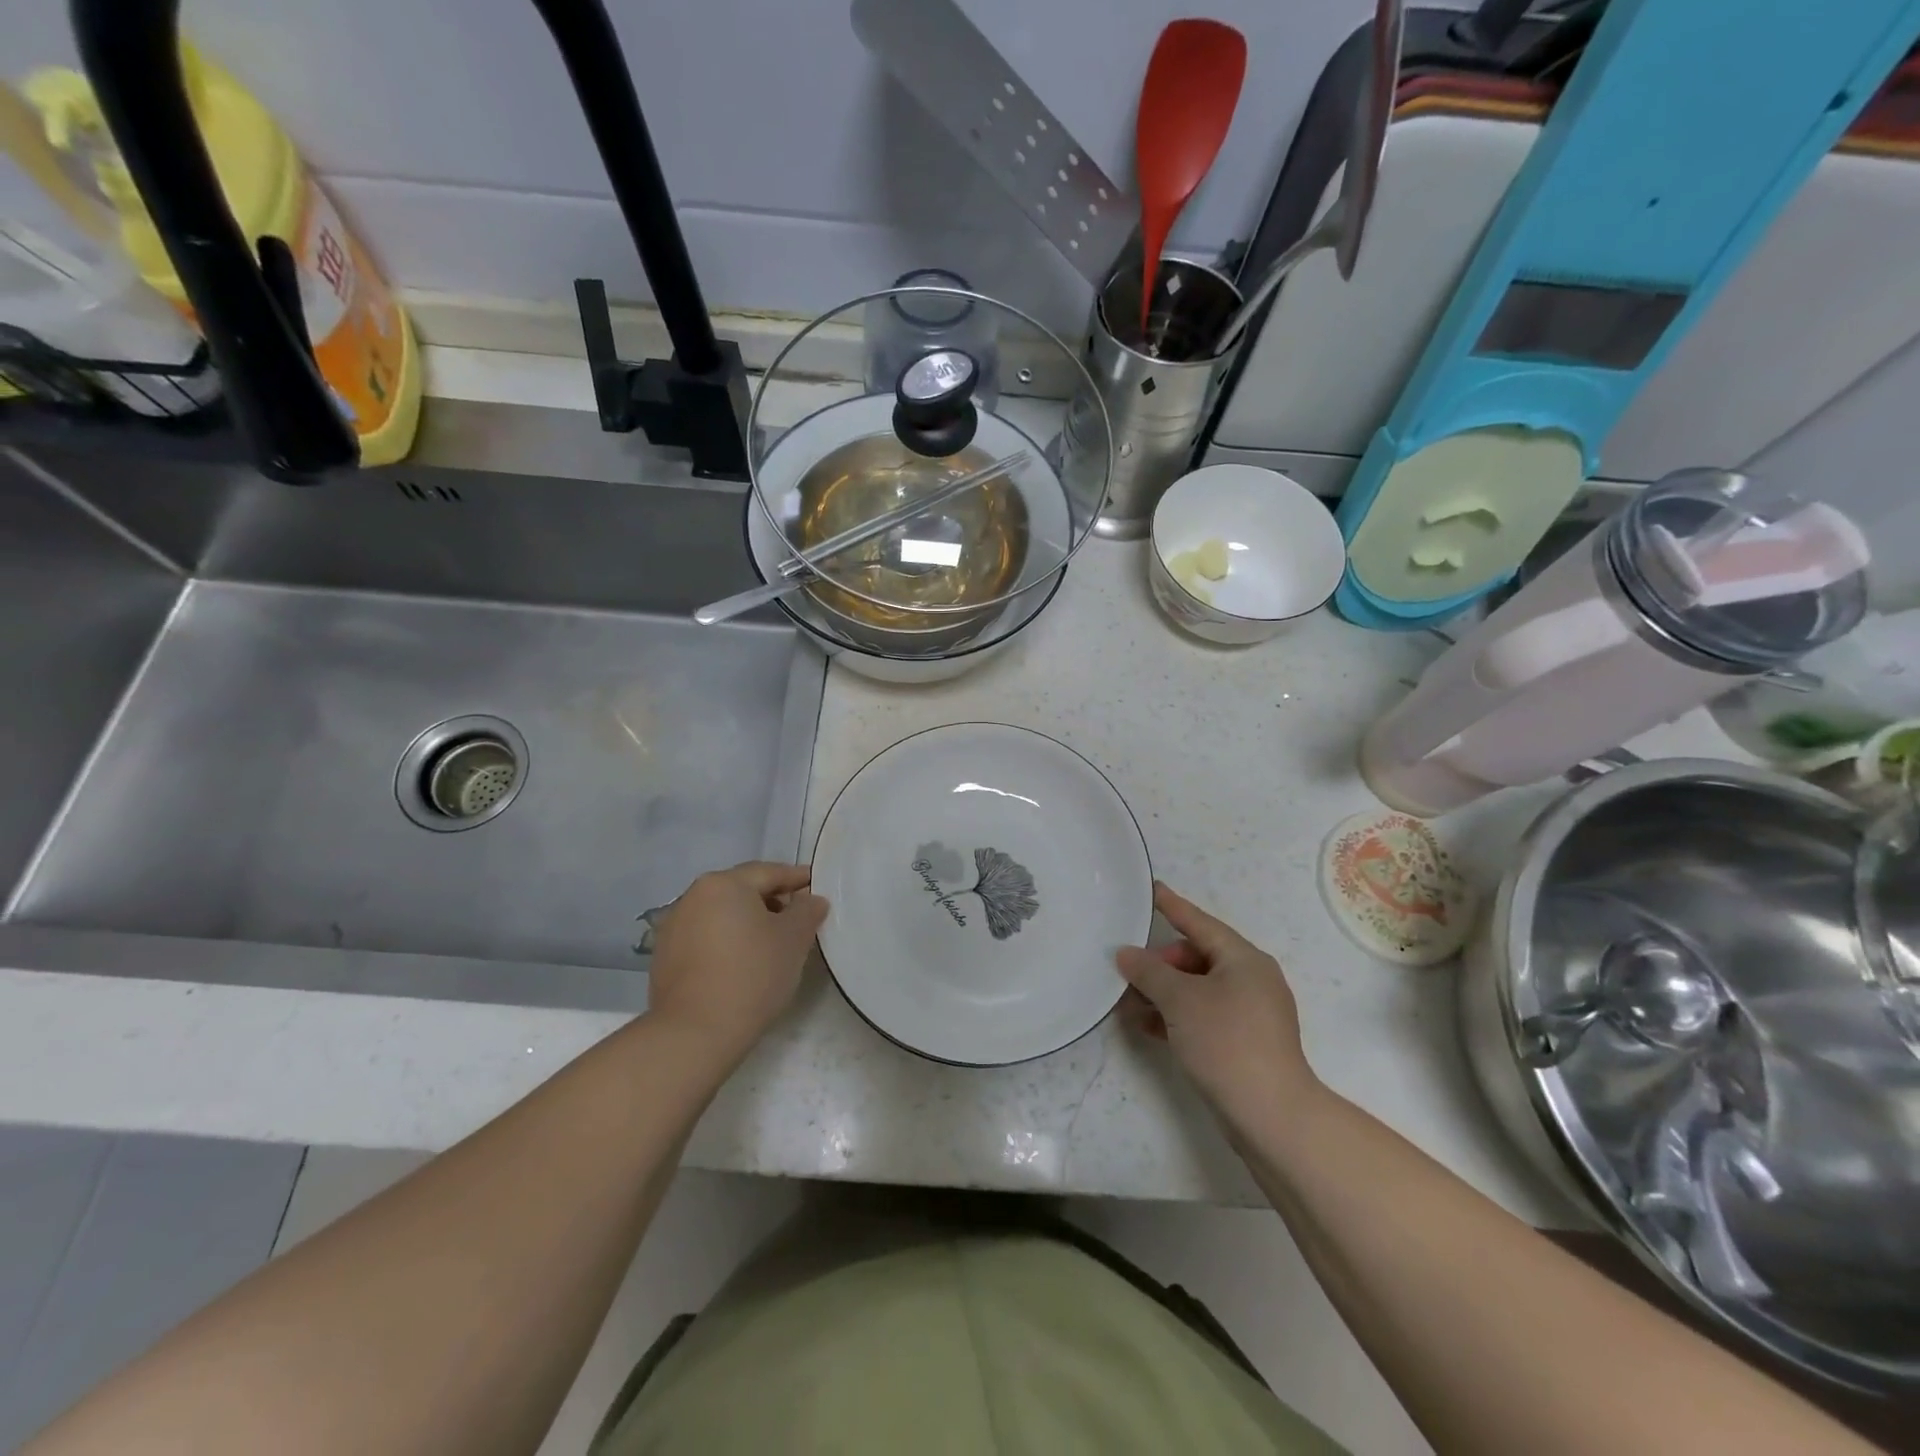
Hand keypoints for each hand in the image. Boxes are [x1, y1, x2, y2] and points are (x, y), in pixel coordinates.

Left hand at [646, 862, 829, 1064]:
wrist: (695, 1033)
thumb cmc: (752, 974)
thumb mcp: (794, 938)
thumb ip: (807, 911)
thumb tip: (811, 900)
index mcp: (723, 884)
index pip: (769, 872)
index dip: (797, 878)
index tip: (817, 886)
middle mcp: (692, 897)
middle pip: (742, 891)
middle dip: (773, 901)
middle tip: (799, 918)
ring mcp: (673, 928)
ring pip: (722, 915)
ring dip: (749, 922)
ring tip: (773, 944)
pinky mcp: (664, 958)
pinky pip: (706, 938)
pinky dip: (728, 942)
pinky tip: (743, 963)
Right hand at [1116, 882, 1320, 1132]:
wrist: (1270, 1114)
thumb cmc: (1226, 1041)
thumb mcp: (1180, 1000)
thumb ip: (1149, 971)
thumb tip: (1126, 954)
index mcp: (1243, 959)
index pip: (1200, 922)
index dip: (1172, 906)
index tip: (1151, 889)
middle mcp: (1251, 979)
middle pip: (1197, 957)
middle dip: (1160, 964)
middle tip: (1128, 974)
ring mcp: (1250, 1013)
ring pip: (1197, 989)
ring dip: (1163, 993)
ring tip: (1129, 1003)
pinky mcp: (1245, 1042)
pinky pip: (1203, 1015)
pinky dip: (1176, 1016)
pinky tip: (1148, 1027)